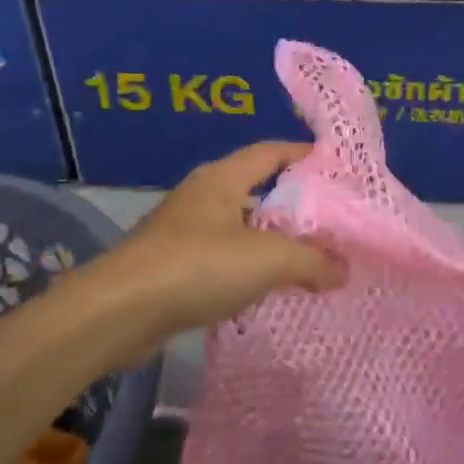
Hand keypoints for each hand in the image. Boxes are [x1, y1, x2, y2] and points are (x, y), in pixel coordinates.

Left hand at [93, 142, 345, 348]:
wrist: (119, 311)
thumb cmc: (198, 266)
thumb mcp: (267, 259)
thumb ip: (311, 261)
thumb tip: (344, 269)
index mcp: (222, 178)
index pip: (271, 152)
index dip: (304, 155)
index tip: (336, 168)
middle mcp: (202, 195)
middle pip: (257, 190)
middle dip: (292, 207)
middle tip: (330, 224)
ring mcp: (182, 230)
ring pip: (239, 228)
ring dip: (269, 242)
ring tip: (306, 262)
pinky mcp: (170, 265)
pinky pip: (220, 258)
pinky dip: (245, 268)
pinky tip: (264, 291)